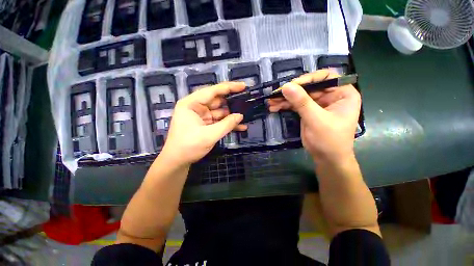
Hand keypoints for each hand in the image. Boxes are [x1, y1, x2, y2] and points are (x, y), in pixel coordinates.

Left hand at [160, 82, 247, 164]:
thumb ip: (226, 124)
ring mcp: (202, 116)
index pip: (213, 91)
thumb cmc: (188, 146)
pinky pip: (220, 121)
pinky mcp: (206, 124)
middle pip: (218, 101)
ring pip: (221, 112)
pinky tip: (241, 127)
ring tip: (247, 114)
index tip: (243, 86)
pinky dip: (229, 124)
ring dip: (232, 115)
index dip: (229, 87)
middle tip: (247, 101)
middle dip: (232, 102)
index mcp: (192, 103)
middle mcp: (197, 107)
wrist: (178, 161)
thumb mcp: (209, 135)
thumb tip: (240, 115)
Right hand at [268, 70, 360, 163]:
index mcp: (342, 93)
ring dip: (284, 99)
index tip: (291, 86)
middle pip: (309, 86)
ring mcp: (318, 104)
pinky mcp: (308, 111)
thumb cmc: (329, 140)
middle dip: (291, 91)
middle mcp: (331, 95)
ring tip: (271, 102)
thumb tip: (286, 86)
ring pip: (299, 96)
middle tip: (274, 95)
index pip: (326, 77)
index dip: (308, 78)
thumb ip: (301, 102)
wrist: (327, 159)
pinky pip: (295, 105)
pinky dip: (285, 106)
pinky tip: (274, 107)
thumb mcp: (316, 120)